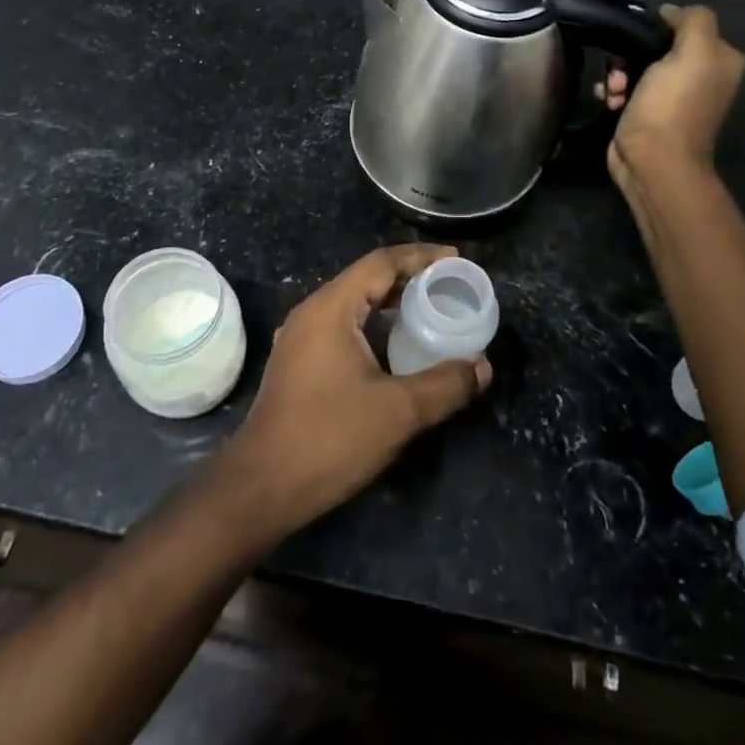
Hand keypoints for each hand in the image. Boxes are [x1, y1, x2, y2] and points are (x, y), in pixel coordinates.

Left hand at [214, 245, 490, 541]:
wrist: (262, 486)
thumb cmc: (330, 438)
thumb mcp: (398, 411)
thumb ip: (445, 384)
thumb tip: (482, 366)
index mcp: (330, 308)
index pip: (380, 263)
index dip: (421, 257)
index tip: (456, 260)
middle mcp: (312, 312)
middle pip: (366, 278)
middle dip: (409, 277)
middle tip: (449, 286)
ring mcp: (301, 337)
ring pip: (353, 303)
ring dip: (390, 301)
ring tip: (429, 309)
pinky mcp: (299, 361)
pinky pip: (342, 325)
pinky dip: (373, 323)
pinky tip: (395, 344)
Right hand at [599, 4, 744, 182]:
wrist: (652, 161)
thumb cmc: (672, 105)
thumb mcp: (694, 52)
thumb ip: (692, 20)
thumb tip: (670, 12)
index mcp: (720, 59)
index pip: (685, 24)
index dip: (658, 27)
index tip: (638, 39)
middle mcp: (701, 76)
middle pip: (657, 46)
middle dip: (631, 55)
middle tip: (620, 71)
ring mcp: (673, 97)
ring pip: (636, 67)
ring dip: (618, 75)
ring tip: (613, 91)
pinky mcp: (648, 113)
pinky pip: (626, 88)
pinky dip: (613, 92)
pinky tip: (608, 101)